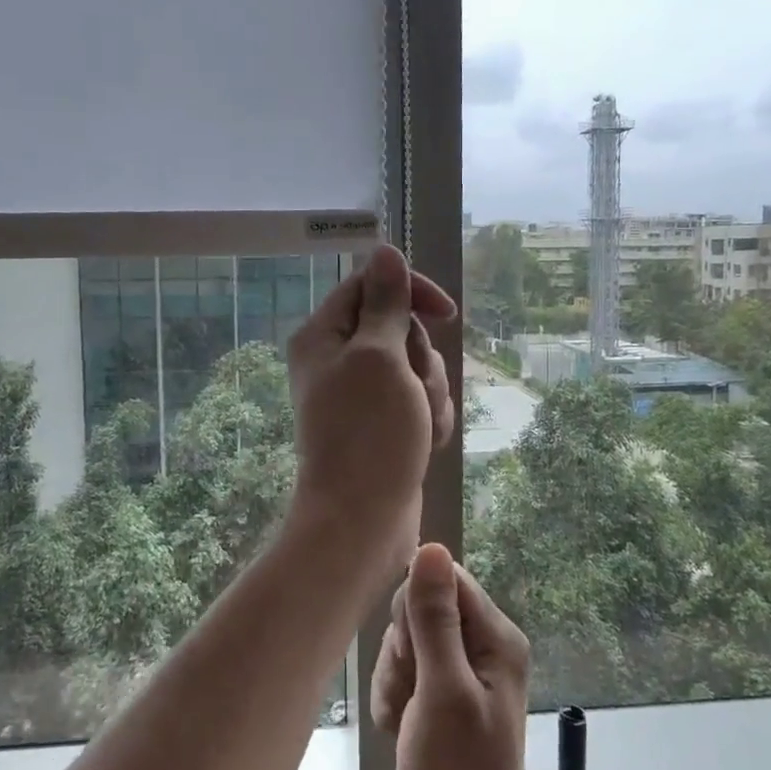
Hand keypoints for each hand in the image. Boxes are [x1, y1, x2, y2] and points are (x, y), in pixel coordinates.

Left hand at [286, 247, 455, 572]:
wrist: (364, 520)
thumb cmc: (369, 433)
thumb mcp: (380, 356)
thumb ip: (386, 303)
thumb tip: (384, 250)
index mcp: (324, 335)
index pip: (371, 285)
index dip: (411, 293)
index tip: (446, 313)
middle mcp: (339, 359)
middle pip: (401, 328)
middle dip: (422, 358)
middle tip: (414, 389)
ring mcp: (362, 395)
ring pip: (418, 367)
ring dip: (431, 392)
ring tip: (420, 425)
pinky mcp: (384, 423)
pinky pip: (420, 401)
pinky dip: (429, 418)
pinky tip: (424, 444)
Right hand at [371, 544, 541, 769]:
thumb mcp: (442, 691)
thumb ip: (434, 618)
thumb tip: (431, 547)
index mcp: (495, 636)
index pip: (443, 579)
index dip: (415, 609)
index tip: (414, 653)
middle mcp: (480, 646)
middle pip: (418, 610)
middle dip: (402, 652)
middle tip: (415, 694)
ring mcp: (457, 672)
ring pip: (403, 643)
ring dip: (394, 681)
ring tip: (408, 721)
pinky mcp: (436, 695)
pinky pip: (400, 672)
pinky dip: (393, 699)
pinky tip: (400, 730)